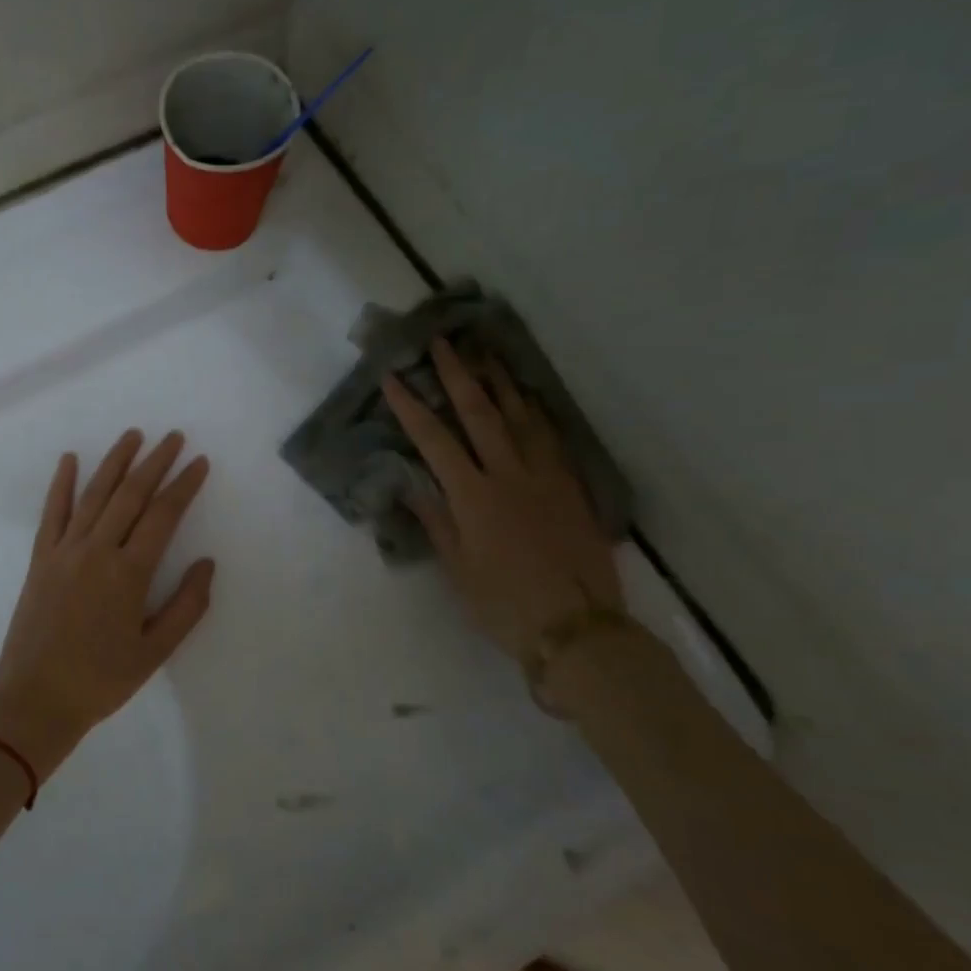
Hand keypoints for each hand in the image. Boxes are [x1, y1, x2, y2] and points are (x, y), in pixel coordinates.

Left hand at [0, 430, 215, 779]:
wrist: (35, 700)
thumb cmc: (101, 680)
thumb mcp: (155, 652)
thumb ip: (186, 606)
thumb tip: (207, 564)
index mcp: (129, 573)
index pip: (163, 515)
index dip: (184, 485)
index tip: (199, 462)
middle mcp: (97, 551)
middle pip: (130, 495)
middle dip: (155, 462)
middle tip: (174, 437)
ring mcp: (64, 551)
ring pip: (93, 494)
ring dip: (114, 462)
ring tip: (132, 435)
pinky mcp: (40, 559)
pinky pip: (52, 513)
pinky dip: (61, 484)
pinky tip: (69, 460)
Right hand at [382, 340, 619, 663]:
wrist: (576, 627)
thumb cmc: (503, 604)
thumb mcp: (458, 568)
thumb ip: (437, 521)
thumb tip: (412, 483)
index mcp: (474, 497)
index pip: (435, 441)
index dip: (412, 407)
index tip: (394, 377)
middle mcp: (509, 476)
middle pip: (480, 415)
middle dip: (458, 376)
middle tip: (444, 342)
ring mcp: (545, 478)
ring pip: (521, 418)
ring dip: (500, 383)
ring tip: (487, 354)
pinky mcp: (571, 489)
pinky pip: (551, 439)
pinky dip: (536, 414)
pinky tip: (530, 400)